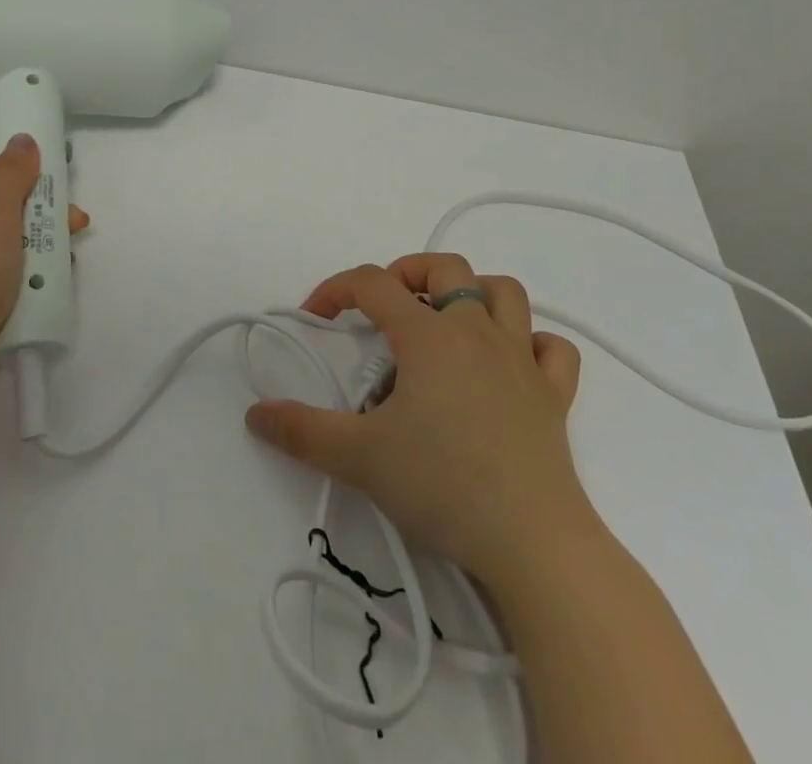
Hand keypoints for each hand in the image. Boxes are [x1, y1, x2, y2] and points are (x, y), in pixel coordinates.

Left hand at [0, 126, 86, 418]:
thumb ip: (10, 173)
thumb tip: (20, 139)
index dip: (4, 132)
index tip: (46, 135)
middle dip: (35, 189)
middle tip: (68, 194)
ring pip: (4, 229)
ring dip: (40, 229)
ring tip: (73, 236)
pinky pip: (3, 266)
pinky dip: (29, 265)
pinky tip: (54, 274)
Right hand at [245, 254, 592, 589]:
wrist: (534, 545)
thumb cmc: (443, 486)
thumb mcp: (359, 458)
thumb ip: (301, 431)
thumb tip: (255, 413)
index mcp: (428, 335)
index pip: (373, 283)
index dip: (336, 289)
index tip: (315, 318)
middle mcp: (477, 332)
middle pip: (446, 267)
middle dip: (408, 273)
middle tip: (386, 309)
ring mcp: (522, 361)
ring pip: (506, 292)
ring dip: (474, 292)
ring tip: (447, 320)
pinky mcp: (555, 397)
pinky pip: (553, 349)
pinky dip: (532, 343)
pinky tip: (511, 364)